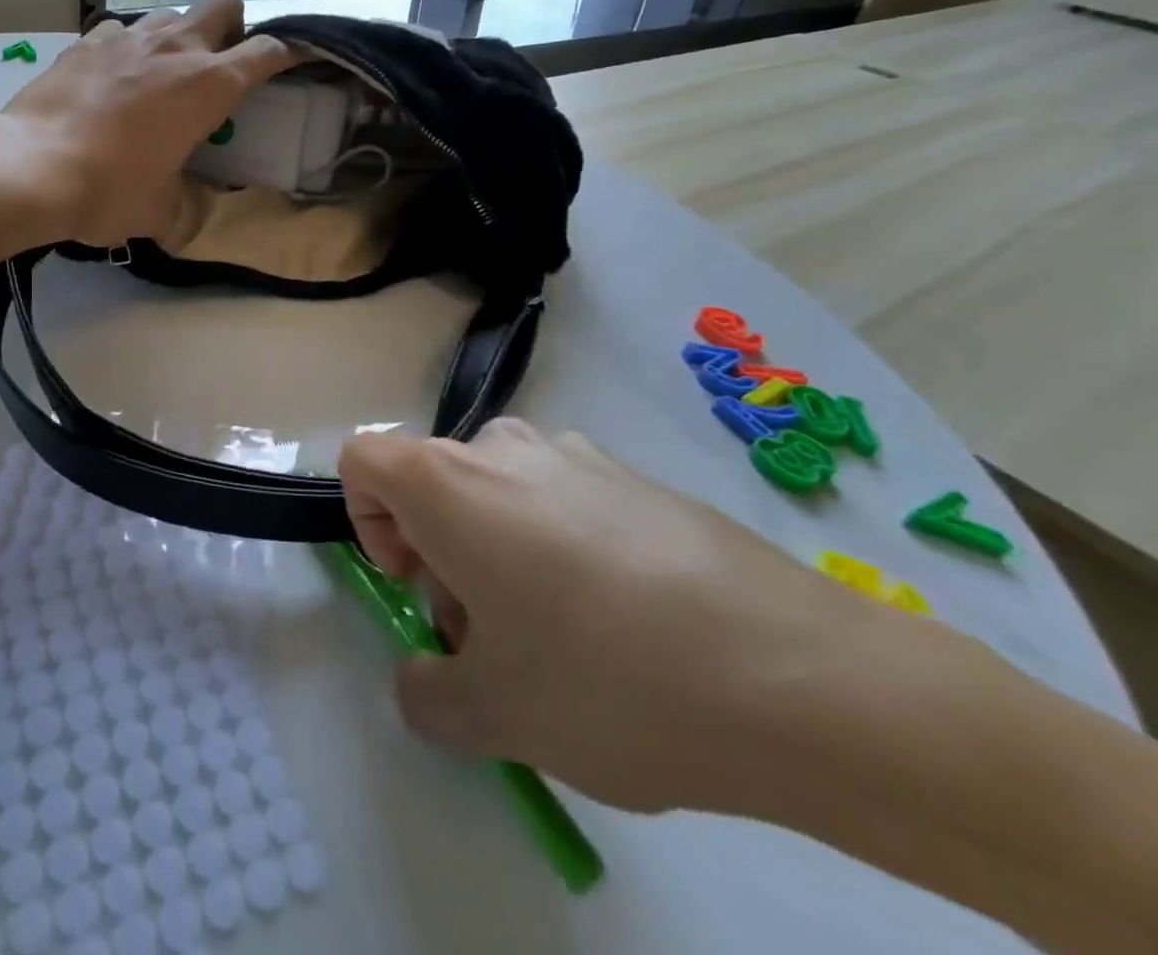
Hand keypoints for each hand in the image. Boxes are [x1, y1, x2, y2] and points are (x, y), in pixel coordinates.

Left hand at [0, 0, 296, 246]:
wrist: (30, 168)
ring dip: (178, 36)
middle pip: (222, 4)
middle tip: (220, 63)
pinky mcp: (85, 43)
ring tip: (163, 73)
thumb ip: (184, 204)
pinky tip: (114, 77)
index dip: (288, 52)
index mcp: (208, 85)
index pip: (267, 52)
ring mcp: (126, 38)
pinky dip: (127, 48)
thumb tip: (184, 213)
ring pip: (169, 14)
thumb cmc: (108, 191)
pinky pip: (119, 31)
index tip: (295, 58)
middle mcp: (174, 48)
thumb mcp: (160, 211)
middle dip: (233, 26)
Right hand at [338, 419, 874, 814]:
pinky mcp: (636, 476)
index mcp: (449, 483)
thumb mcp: (493, 715)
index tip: (414, 583)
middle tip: (492, 639)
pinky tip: (627, 623)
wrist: (802, 678)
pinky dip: (559, 546)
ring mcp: (575, 455)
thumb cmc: (609, 680)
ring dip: (498, 551)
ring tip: (563, 637)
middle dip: (440, 556)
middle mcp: (503, 449)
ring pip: (499, 493)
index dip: (367, 520)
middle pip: (434, 483)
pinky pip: (562, 499)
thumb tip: (428, 676)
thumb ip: (426, 693)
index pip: (363, 460)